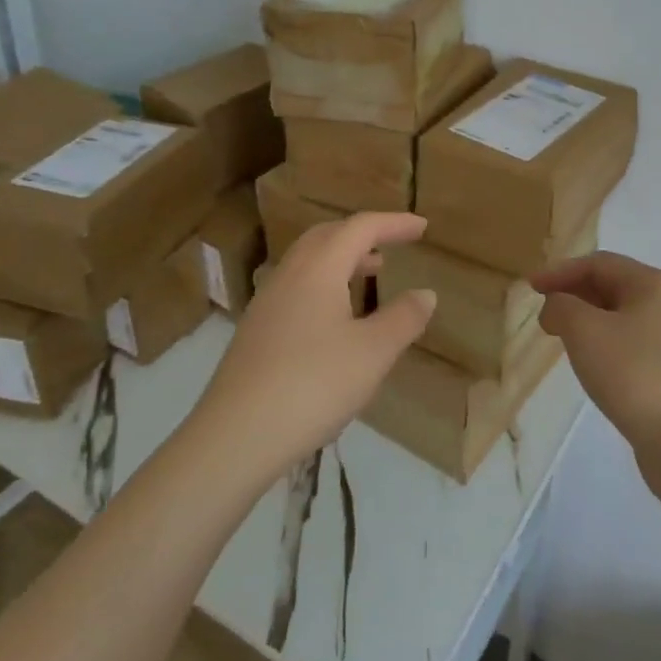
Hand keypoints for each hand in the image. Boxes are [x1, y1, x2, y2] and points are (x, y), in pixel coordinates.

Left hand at [198, 213, 436, 475]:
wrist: (235, 437)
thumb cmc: (313, 385)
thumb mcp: (373, 353)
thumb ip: (403, 318)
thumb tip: (425, 293)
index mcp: (319, 269)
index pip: (360, 228)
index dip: (394, 223)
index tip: (422, 226)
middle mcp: (289, 275)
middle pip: (327, 236)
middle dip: (362, 234)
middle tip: (391, 245)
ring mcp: (266, 303)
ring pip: (307, 262)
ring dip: (341, 258)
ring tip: (369, 275)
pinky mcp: (255, 332)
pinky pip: (295, 287)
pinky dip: (323, 284)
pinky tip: (334, 319)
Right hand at [532, 252, 660, 453]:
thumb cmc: (632, 373)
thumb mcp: (584, 330)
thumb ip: (562, 306)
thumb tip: (558, 306)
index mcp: (654, 283)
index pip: (599, 263)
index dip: (560, 272)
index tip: (531, 288)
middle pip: (615, 286)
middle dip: (575, 295)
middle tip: (546, 315)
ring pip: (625, 317)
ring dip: (590, 321)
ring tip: (565, 339)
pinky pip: (637, 343)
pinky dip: (609, 343)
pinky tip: (596, 365)